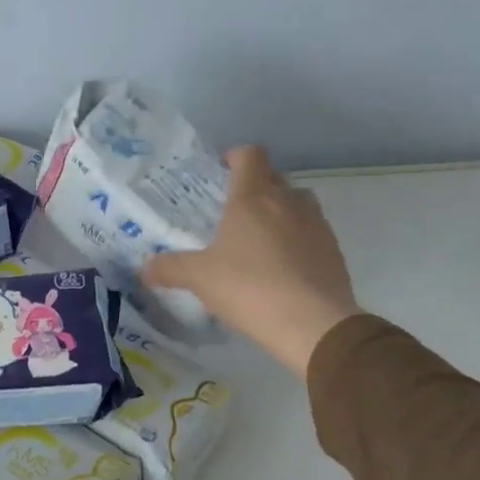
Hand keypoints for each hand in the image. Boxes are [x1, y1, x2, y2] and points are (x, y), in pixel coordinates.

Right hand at [142, 147, 359, 377]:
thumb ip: (169, 268)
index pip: (250, 156)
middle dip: (254, 185)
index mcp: (253, 198)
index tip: (221, 170)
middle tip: (231, 209)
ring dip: (279, 210)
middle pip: (274, 177)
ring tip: (258, 237)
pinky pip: (311, 232)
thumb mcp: (198, 278)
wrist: (312, 323)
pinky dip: (296, 239)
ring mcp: (316, 224)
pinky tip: (281, 266)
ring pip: (297, 203)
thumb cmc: (248, 287)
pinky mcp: (333, 250)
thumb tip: (146, 268)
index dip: (236, 157)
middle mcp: (288, 202)